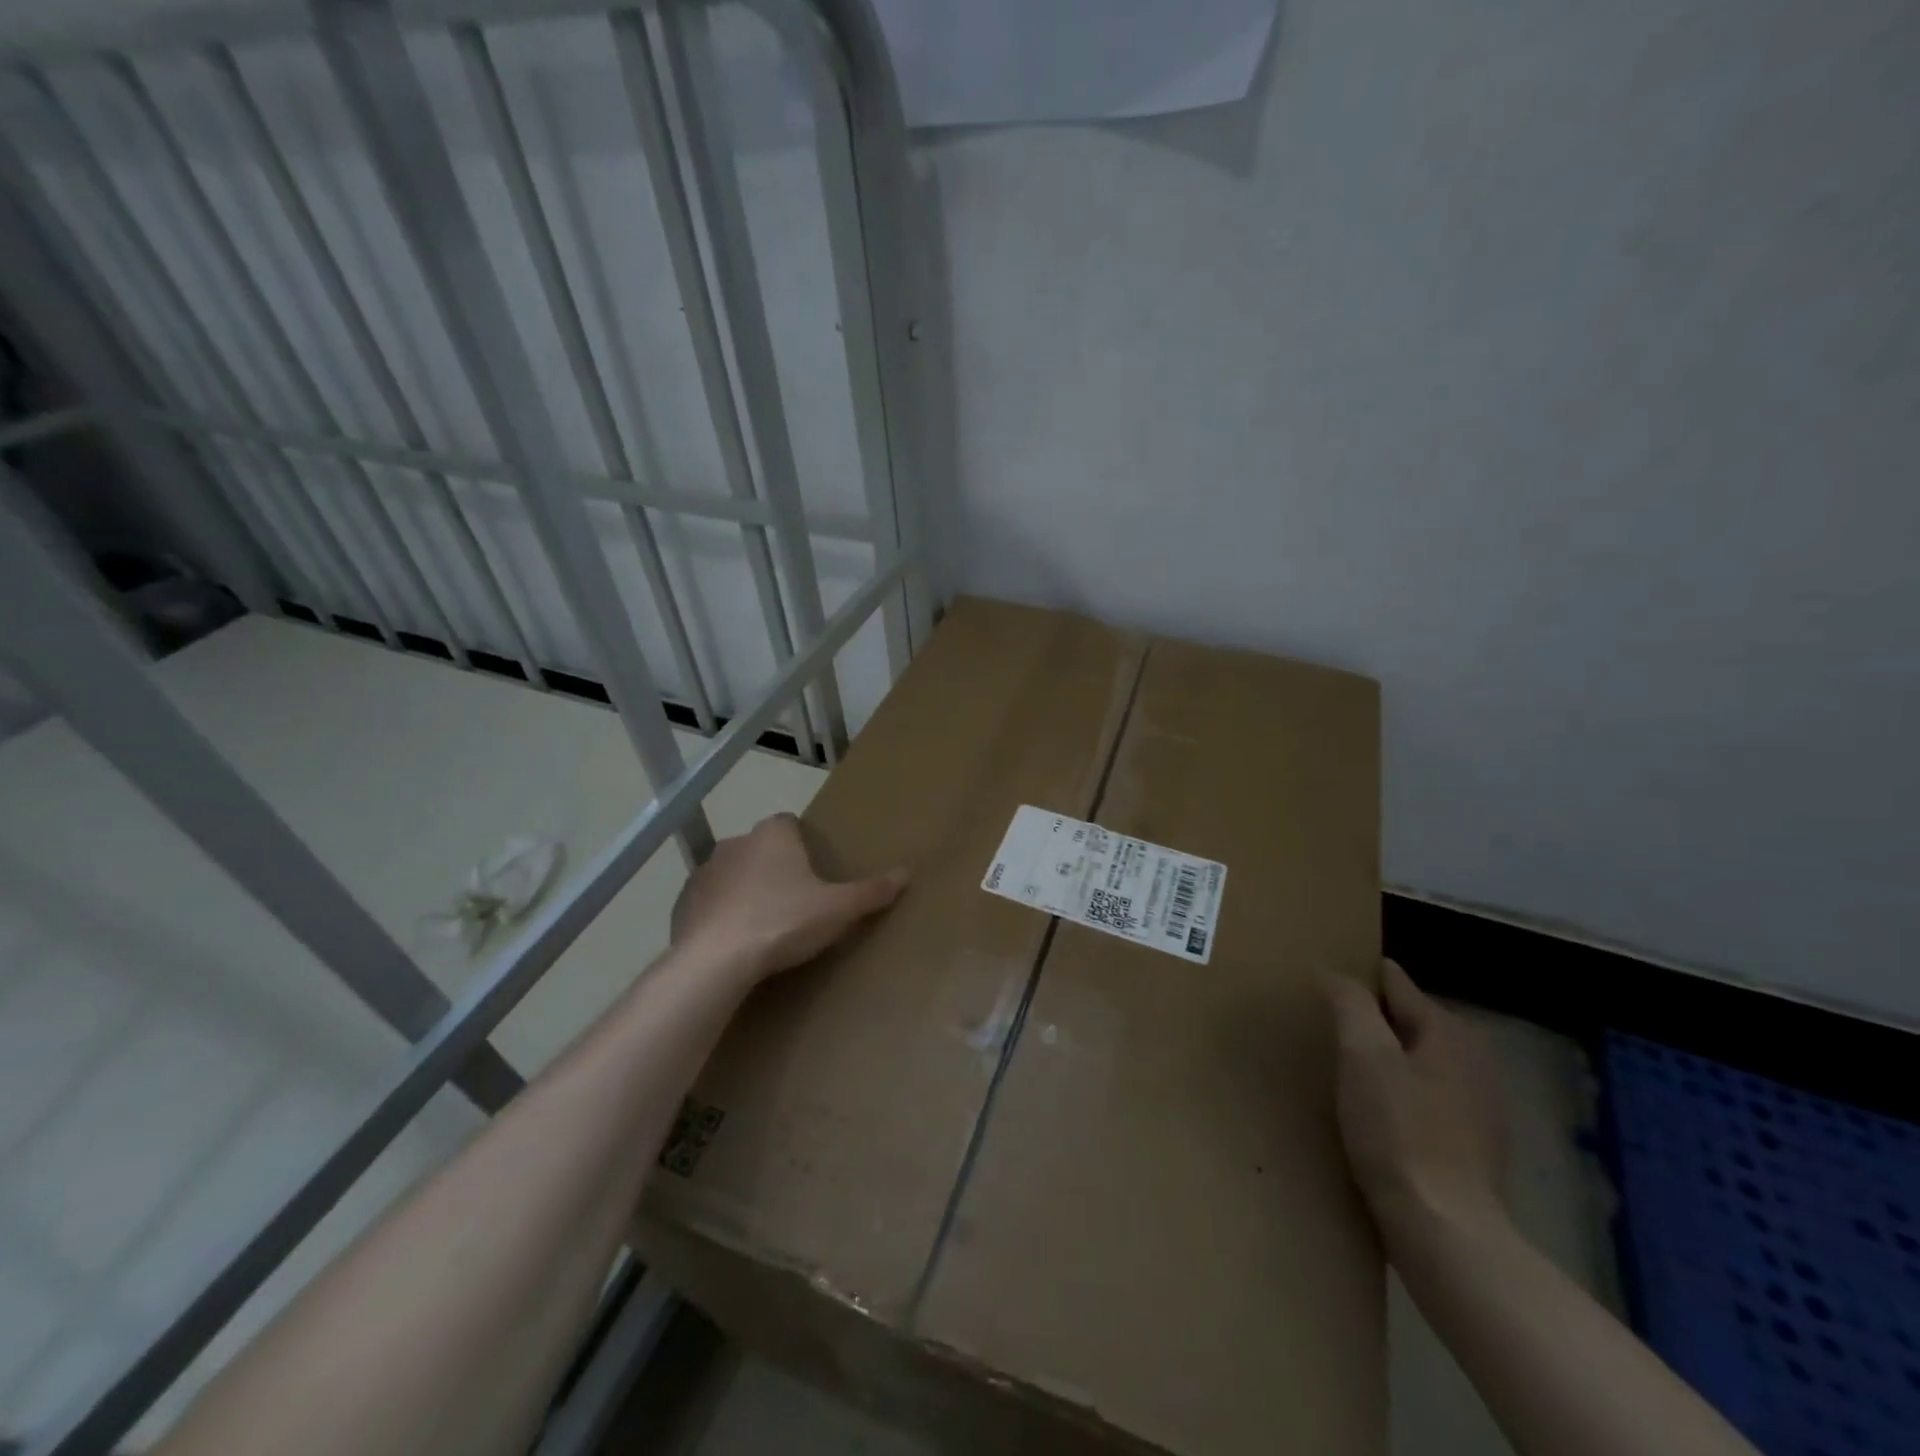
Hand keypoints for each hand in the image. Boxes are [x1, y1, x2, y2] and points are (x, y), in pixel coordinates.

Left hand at [670, 813, 907, 983]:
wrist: (716, 961)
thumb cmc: (783, 922)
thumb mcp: (838, 910)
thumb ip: (872, 891)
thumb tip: (906, 874)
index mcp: (773, 835)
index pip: (788, 823)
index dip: (801, 842)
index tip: (813, 868)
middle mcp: (735, 843)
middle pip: (760, 847)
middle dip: (774, 866)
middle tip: (795, 899)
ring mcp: (704, 873)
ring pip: (732, 873)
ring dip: (745, 889)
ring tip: (765, 923)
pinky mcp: (684, 904)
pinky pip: (709, 902)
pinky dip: (721, 914)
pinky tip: (735, 941)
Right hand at [1328, 960, 1506, 1245]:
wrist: (1444, 1234)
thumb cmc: (1399, 1133)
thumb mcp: (1364, 1056)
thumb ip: (1350, 1004)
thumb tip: (1335, 974)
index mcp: (1451, 1033)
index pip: (1396, 985)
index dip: (1359, 980)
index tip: (1325, 984)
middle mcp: (1474, 1062)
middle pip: (1408, 1023)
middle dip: (1371, 1022)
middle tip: (1327, 1029)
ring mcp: (1479, 1108)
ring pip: (1417, 1062)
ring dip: (1384, 1061)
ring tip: (1343, 1069)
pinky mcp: (1472, 1147)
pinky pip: (1425, 1099)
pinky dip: (1399, 1096)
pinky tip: (1373, 1113)